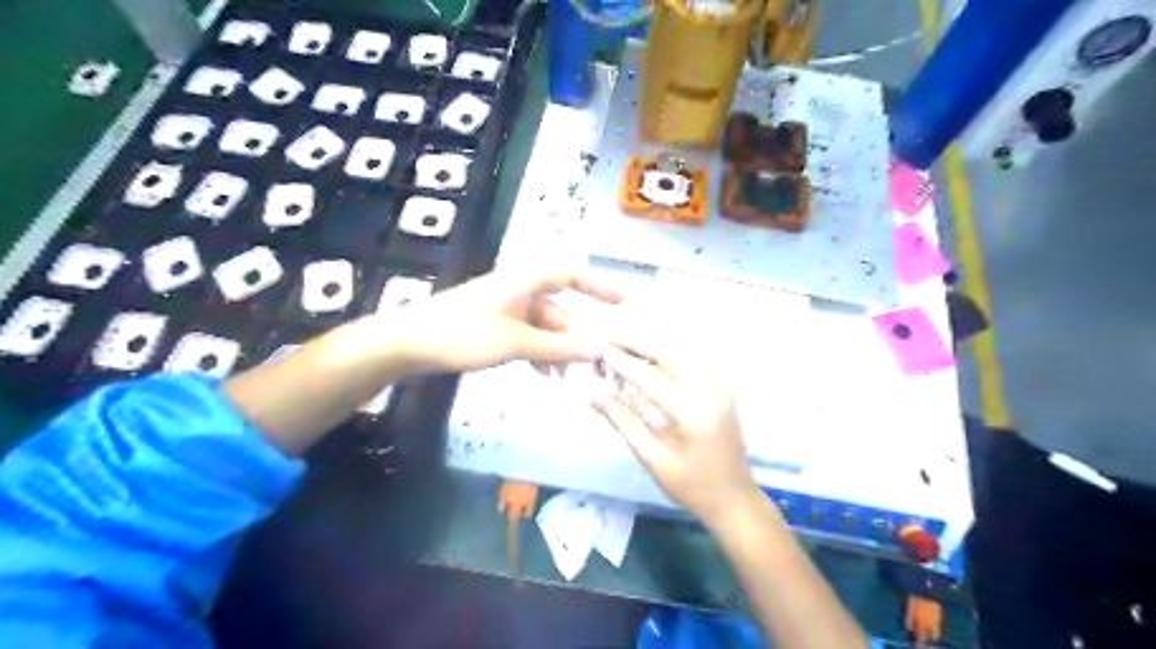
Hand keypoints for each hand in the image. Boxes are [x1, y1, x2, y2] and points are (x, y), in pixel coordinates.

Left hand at [384, 267, 624, 373]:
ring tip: (568, 379)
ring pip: (544, 329)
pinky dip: (539, 354)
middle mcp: (519, 291)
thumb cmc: (462, 333)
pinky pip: (528, 338)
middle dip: (576, 338)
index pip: (570, 275)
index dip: (599, 286)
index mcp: (524, 282)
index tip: (623, 302)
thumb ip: (557, 348)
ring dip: (557, 352)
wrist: (408, 343)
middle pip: (559, 312)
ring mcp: (506, 310)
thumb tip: (599, 350)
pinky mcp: (495, 327)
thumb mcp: (514, 343)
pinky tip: (544, 375)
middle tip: (595, 366)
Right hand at [590, 340, 764, 525]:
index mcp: (694, 414)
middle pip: (669, 356)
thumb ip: (624, 423)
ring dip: (653, 350)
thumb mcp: (653, 459)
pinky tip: (651, 362)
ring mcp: (721, 388)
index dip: (624, 363)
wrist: (734, 498)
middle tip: (611, 341)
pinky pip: (693, 363)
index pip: (652, 379)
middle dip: (638, 346)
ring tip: (625, 350)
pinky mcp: (723, 389)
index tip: (601, 351)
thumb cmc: (691, 485)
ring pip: (682, 355)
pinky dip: (669, 358)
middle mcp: (711, 392)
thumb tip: (595, 394)